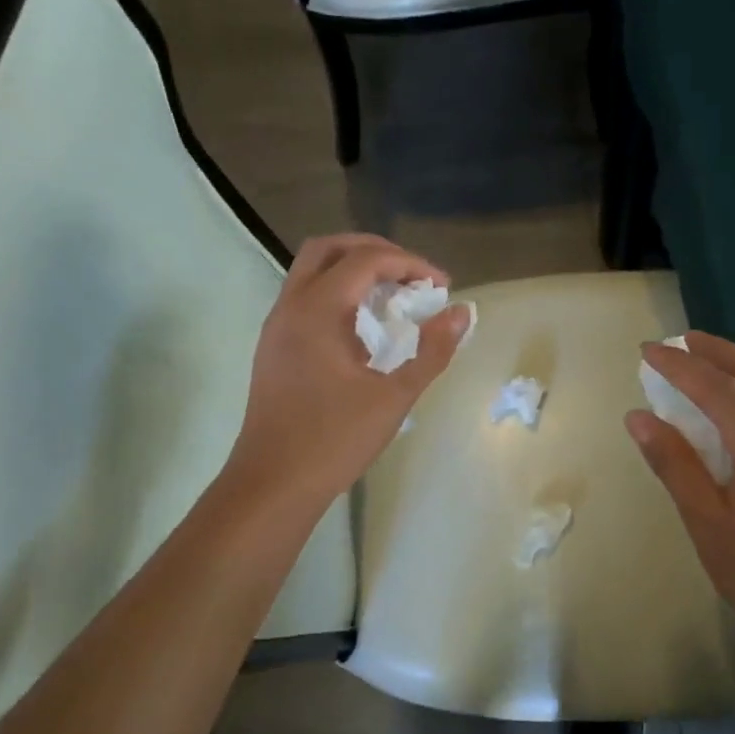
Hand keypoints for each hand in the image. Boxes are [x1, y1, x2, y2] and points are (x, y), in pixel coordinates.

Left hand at [227, 234, 470, 511]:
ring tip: (394, 297)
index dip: (409, 264)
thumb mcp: (393, 398)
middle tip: (412, 276)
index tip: (442, 286)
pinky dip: (337, 295)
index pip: (366, 261)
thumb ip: (432, 352)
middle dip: (375, 252)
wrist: (273, 484)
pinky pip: (305, 299)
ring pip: (311, 272)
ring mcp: (276, 327)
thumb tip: (461, 313)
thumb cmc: (334, 441)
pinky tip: (364, 329)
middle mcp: (290, 307)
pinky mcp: (274, 348)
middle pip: (329, 249)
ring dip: (354, 272)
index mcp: (317, 311)